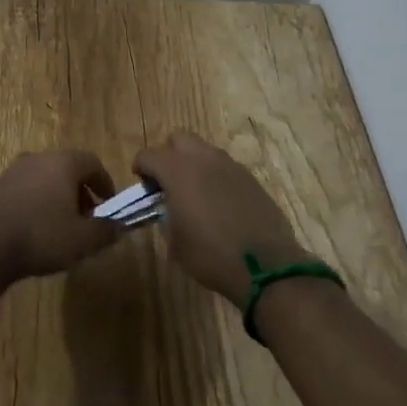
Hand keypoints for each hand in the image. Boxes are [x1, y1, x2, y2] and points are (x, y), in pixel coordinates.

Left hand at [0, 150, 118, 281]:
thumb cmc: (41, 237)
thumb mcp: (83, 240)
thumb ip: (107, 231)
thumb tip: (120, 226)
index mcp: (62, 163)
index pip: (92, 162)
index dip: (105, 183)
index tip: (109, 205)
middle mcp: (38, 158)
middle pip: (68, 168)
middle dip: (81, 191)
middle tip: (88, 218)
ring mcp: (14, 170)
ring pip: (46, 177)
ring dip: (59, 196)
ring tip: (63, 225)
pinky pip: (27, 187)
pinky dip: (39, 200)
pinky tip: (37, 227)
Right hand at [135, 132, 305, 304]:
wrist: (265, 267)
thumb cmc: (210, 255)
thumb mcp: (174, 242)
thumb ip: (165, 216)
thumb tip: (168, 207)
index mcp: (178, 171)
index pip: (149, 155)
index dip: (141, 168)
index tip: (144, 187)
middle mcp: (204, 159)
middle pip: (179, 139)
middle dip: (169, 155)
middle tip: (168, 183)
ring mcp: (231, 166)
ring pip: (205, 150)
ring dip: (194, 164)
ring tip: (195, 194)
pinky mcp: (251, 178)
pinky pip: (225, 167)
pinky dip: (216, 178)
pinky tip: (220, 204)